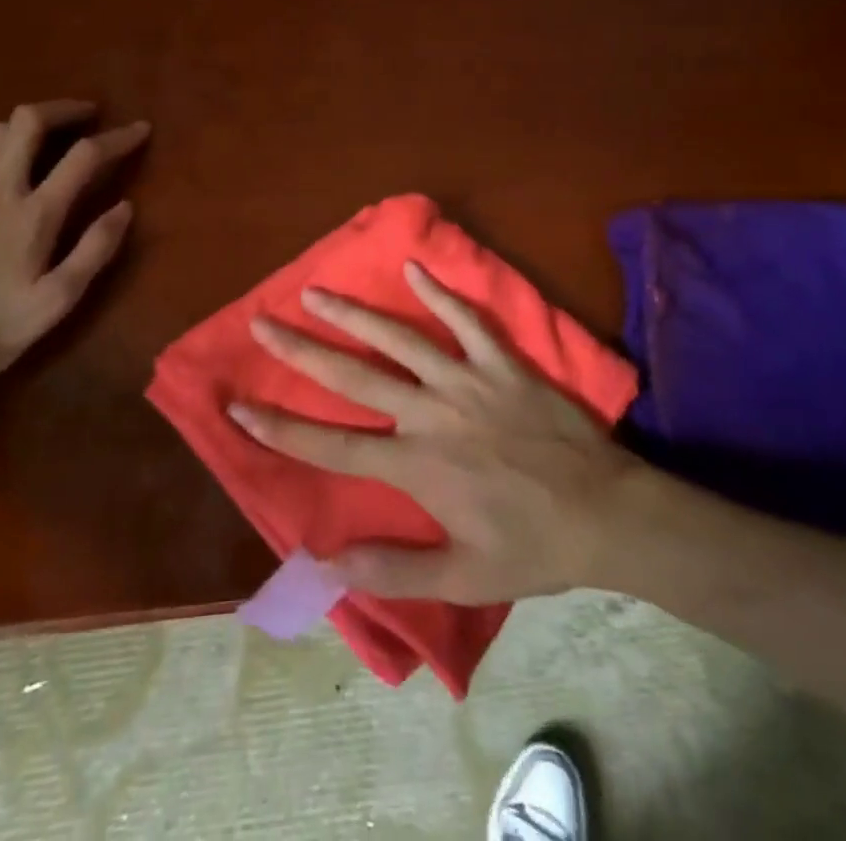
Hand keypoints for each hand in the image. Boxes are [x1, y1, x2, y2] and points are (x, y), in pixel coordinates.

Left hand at [0, 100, 148, 387]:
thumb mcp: (57, 301)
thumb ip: (94, 251)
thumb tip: (125, 207)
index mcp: (35, 215)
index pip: (84, 157)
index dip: (117, 137)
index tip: (140, 130)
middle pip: (30, 123)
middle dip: (64, 109)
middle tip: (88, 115)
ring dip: (28, 123)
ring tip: (48, 133)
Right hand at [230, 261, 645, 602]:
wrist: (607, 513)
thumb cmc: (532, 547)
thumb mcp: (463, 577)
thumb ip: (394, 570)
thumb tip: (326, 563)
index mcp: (416, 466)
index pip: (332, 445)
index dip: (280, 427)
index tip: (238, 405)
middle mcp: (431, 413)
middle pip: (353, 377)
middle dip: (301, 350)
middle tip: (262, 322)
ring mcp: (467, 381)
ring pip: (399, 339)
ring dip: (354, 314)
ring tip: (315, 291)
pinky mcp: (502, 362)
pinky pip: (466, 320)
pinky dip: (440, 292)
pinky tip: (414, 267)